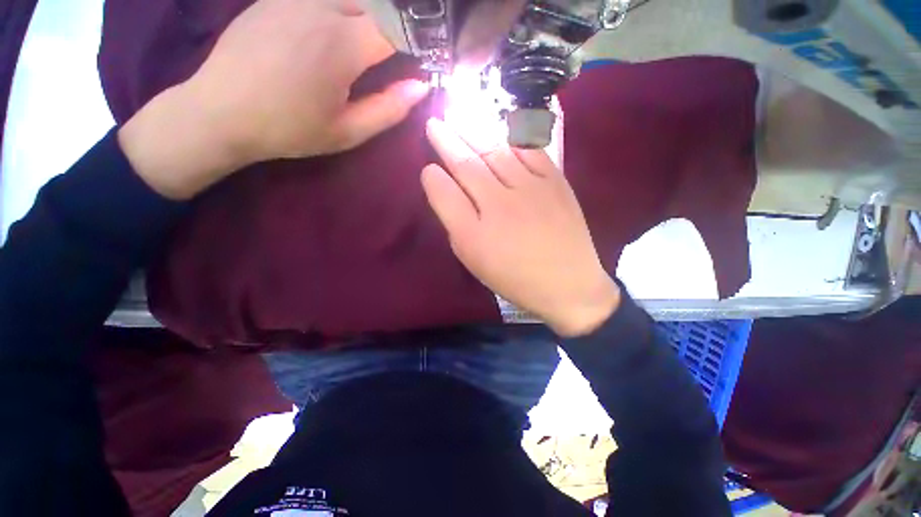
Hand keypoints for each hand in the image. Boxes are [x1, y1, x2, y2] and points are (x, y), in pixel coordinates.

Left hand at [119, 0, 428, 199]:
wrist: (220, 111)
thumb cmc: (289, 129)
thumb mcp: (348, 132)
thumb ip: (389, 109)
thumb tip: (421, 86)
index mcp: (342, 45)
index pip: (397, 27)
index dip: (417, 42)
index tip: (420, 61)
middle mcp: (321, 7)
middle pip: (377, 3)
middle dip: (394, 26)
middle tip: (393, 56)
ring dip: (367, 16)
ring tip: (362, 49)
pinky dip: (339, 10)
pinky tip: (331, 34)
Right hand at [422, 118, 620, 336]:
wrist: (568, 284)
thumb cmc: (515, 278)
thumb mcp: (475, 260)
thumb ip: (456, 224)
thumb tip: (445, 189)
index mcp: (474, 234)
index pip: (444, 193)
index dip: (432, 177)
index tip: (427, 168)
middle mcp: (499, 205)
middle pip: (466, 165)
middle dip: (446, 141)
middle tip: (434, 124)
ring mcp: (530, 189)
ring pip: (495, 151)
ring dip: (473, 133)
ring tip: (460, 119)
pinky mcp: (556, 181)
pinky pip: (529, 151)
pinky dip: (512, 138)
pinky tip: (500, 131)